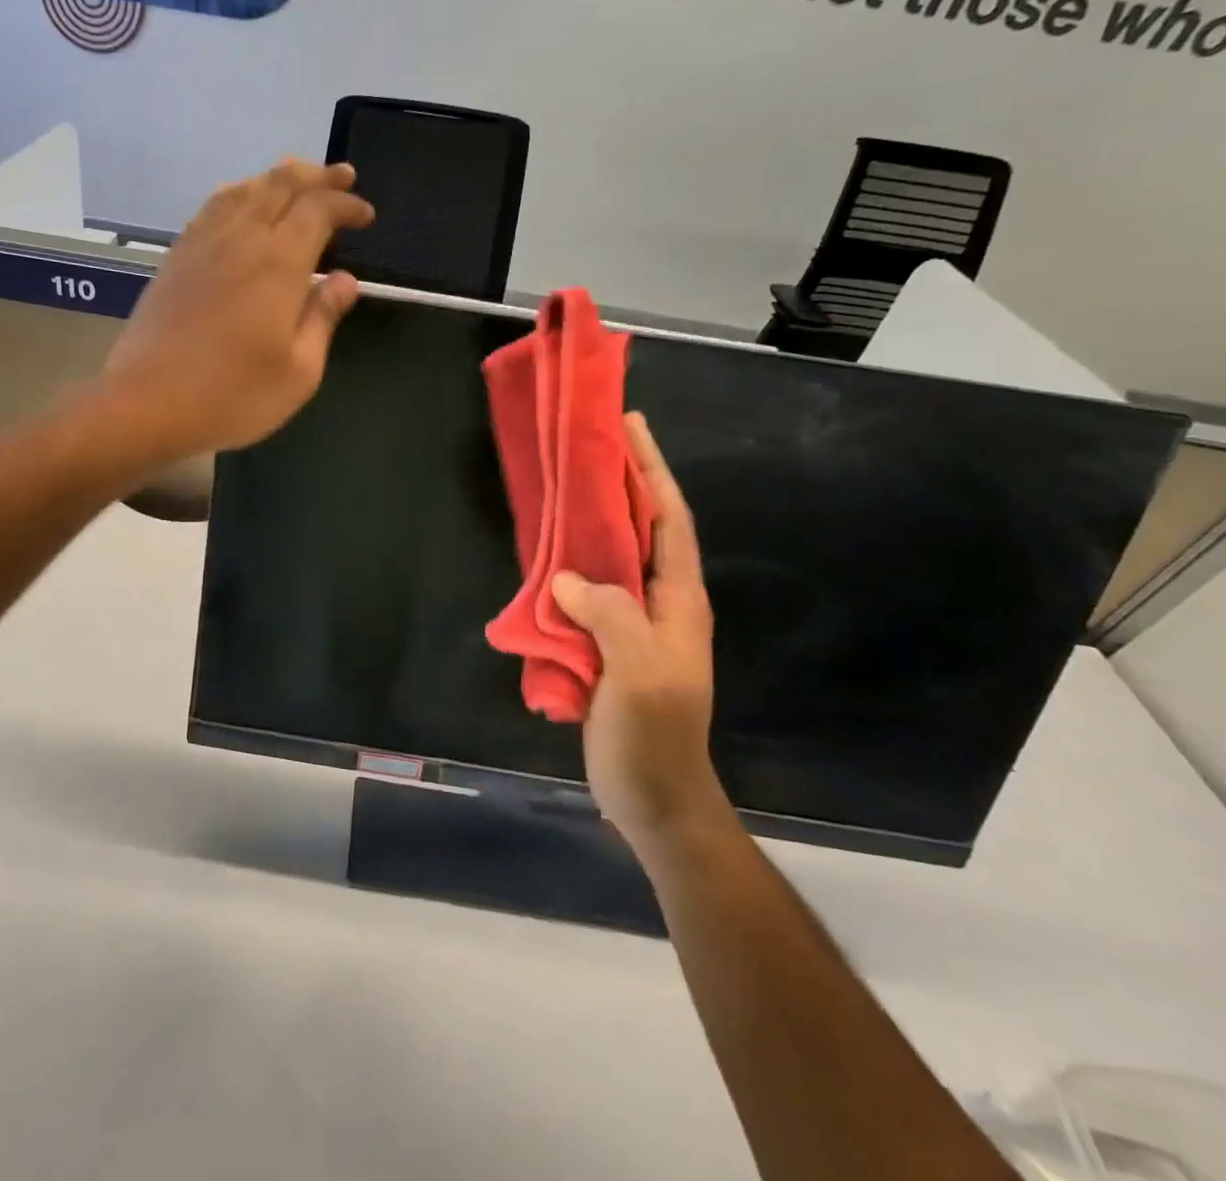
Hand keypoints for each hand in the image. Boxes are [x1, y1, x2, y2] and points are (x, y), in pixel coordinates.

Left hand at [101, 159, 373, 460]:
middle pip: (281, 184)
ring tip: (297, 181)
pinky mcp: (176, 257)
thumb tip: (345, 280)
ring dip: (276, 178)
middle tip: (341, 177)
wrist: (148, 402)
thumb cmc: (234, 395)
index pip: (318, 209)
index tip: (366, 216)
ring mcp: (202, 244)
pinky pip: (212, 206)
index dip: (346, 205)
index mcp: (279, 263)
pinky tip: (240, 203)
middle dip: (317, 175)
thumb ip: (323, 318)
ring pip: (244, 189)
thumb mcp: (299, 371)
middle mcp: (241, 239)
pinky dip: (238, 194)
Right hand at [553, 414, 724, 851]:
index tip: (631, 428)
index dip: (652, 471)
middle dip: (624, 484)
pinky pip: (589, 591)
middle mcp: (660, 603)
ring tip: (564, 489)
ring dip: (594, 521)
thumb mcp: (638, 673)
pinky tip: (546, 556)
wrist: (653, 798)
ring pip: (614, 558)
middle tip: (591, 446)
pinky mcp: (608, 645)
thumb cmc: (653, 735)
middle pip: (644, 530)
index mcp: (678, 601)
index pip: (670, 520)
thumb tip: (566, 578)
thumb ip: (610, 616)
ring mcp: (634, 625)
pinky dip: (570, 565)